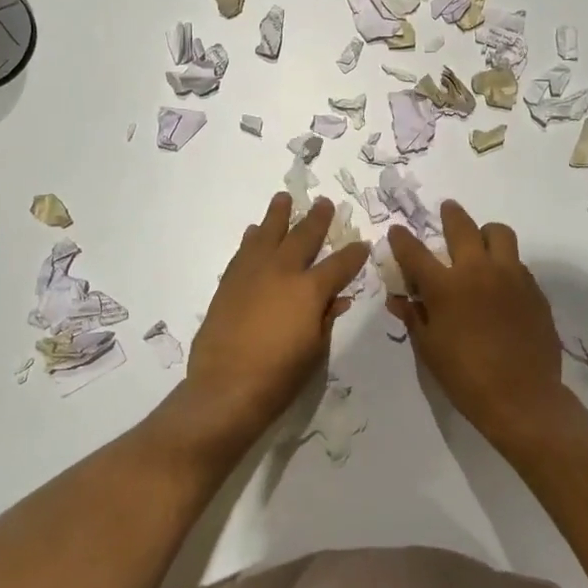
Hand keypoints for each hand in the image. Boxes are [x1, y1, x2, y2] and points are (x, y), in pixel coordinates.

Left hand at [185, 194, 370, 443]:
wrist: (225, 388)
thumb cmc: (279, 376)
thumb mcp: (315, 350)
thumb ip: (326, 317)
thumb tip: (338, 298)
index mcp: (310, 289)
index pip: (340, 264)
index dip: (354, 254)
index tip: (362, 244)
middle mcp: (282, 271)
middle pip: (303, 236)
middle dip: (318, 219)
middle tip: (325, 203)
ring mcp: (252, 273)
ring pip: (268, 233)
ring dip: (278, 215)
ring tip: (283, 199)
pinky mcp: (229, 282)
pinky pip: (244, 251)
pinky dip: (252, 238)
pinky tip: (254, 232)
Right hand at [386, 201, 572, 451]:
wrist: (523, 399)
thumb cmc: (466, 377)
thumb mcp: (429, 349)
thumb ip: (413, 316)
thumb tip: (398, 298)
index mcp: (446, 287)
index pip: (415, 252)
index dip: (402, 239)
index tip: (397, 231)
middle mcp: (478, 271)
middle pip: (462, 226)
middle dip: (450, 214)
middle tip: (447, 209)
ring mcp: (511, 276)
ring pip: (499, 234)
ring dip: (485, 233)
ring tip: (480, 243)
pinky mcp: (534, 289)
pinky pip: (518, 263)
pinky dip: (505, 264)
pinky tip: (501, 284)